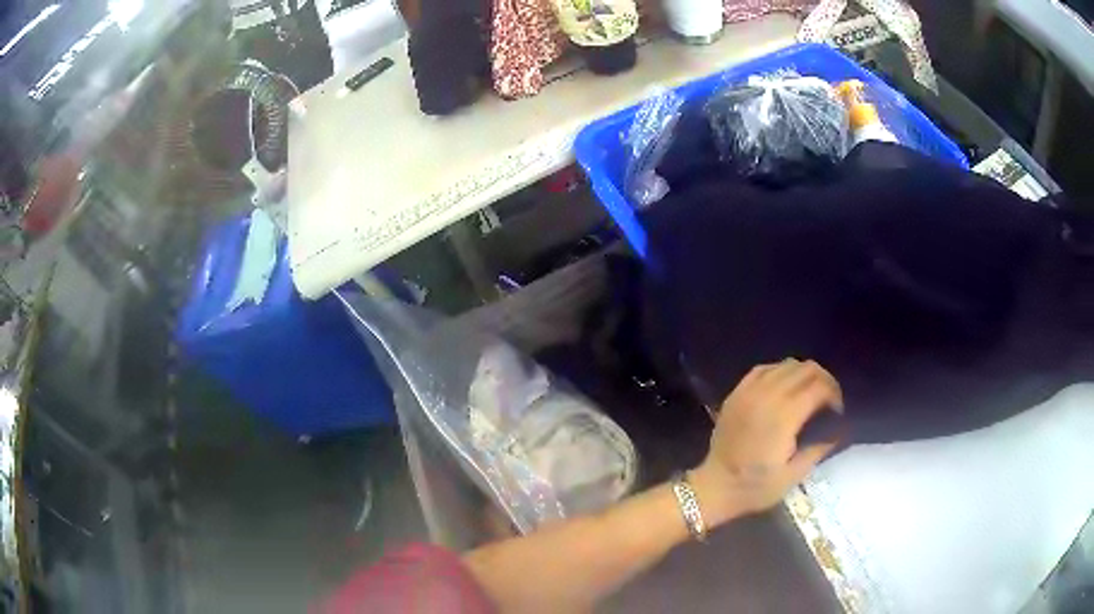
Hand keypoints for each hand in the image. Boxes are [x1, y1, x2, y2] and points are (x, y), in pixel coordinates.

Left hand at [689, 359, 843, 524]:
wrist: (715, 487)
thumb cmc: (755, 487)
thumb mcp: (793, 475)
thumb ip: (818, 449)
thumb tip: (839, 431)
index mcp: (784, 416)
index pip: (819, 387)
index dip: (834, 395)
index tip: (837, 412)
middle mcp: (768, 396)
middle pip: (806, 369)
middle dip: (824, 380)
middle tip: (828, 400)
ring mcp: (749, 391)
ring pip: (786, 364)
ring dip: (803, 374)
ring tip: (809, 394)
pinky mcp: (736, 393)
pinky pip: (764, 369)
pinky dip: (780, 372)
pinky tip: (784, 387)